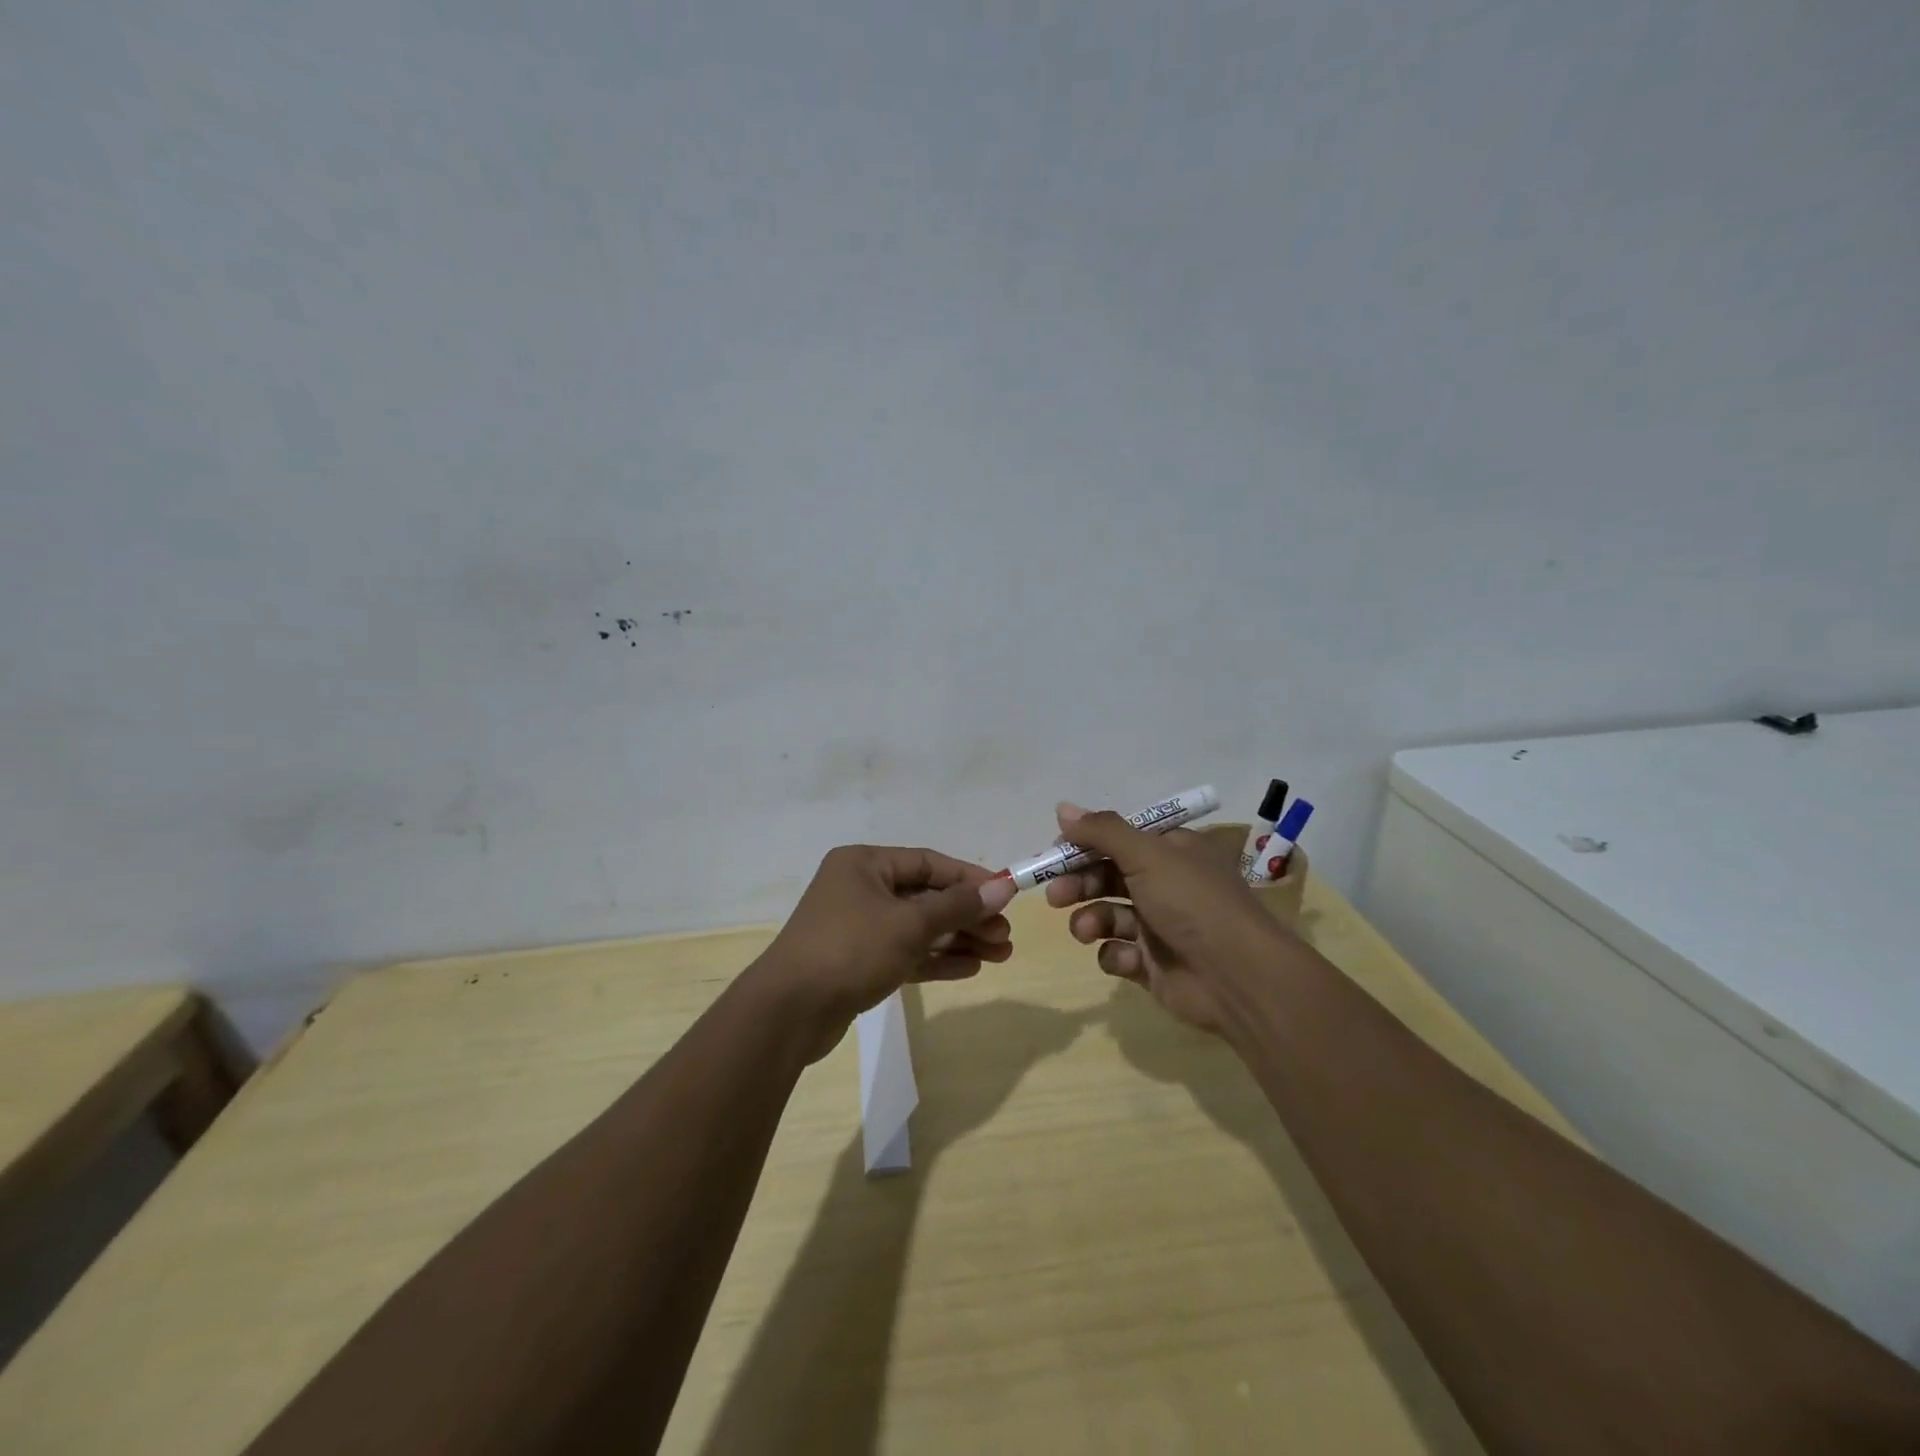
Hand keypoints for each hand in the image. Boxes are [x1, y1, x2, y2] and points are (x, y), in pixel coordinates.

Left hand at [757, 845, 1017, 1059]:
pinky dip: (935, 959)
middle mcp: (860, 888)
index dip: (969, 879)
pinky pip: (905, 952)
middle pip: (926, 897)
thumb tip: (1002, 888)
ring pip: (918, 928)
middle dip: (968, 916)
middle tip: (1005, 936)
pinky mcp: (858, 961)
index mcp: (865, 864)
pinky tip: (971, 969)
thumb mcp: (909, 923)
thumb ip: (957, 906)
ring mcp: (858, 926)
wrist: (789, 1012)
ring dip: (958, 939)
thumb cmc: (851, 949)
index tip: (1005, 895)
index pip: (928, 863)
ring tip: (1000, 955)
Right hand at [1043, 803, 1281, 1033]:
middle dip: (1079, 884)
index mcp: (1171, 851)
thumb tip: (1061, 807)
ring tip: (1086, 930)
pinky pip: (1118, 953)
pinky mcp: (1152, 964)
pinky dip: (1115, 955)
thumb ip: (1102, 832)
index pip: (1119, 839)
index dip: (1086, 844)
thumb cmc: (1192, 902)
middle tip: (1055, 895)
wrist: (1236, 978)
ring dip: (1091, 920)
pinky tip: (1127, 958)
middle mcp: (1165, 884)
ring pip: (1107, 915)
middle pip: (1107, 876)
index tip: (1056, 851)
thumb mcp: (1147, 854)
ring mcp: (1159, 926)